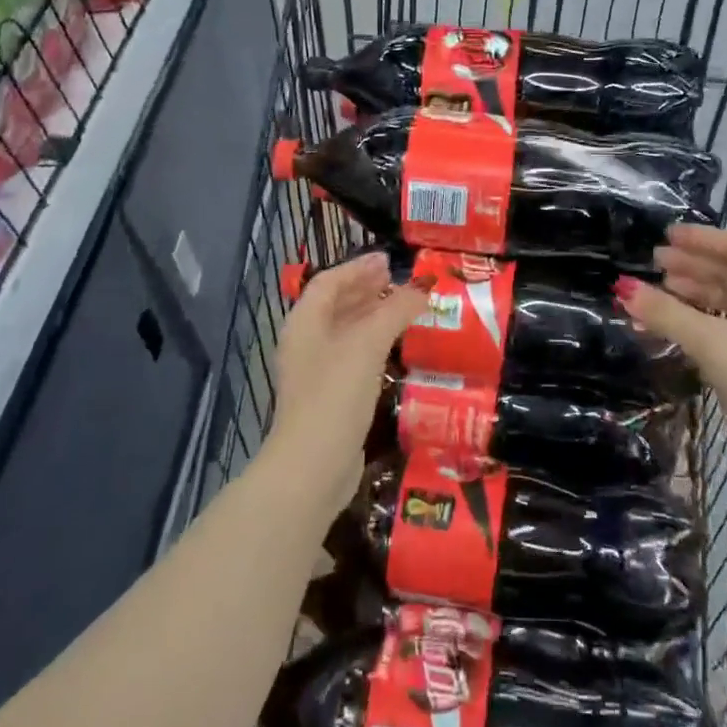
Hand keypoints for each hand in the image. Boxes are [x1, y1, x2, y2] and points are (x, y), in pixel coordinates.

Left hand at [268, 253, 428, 507]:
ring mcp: (317, 371)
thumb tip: (421, 289)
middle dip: (366, 288)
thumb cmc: (335, 394)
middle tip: (399, 280)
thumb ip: (394, 311)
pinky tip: (396, 346)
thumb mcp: (367, 344)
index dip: (358, 267)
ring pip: (346, 330)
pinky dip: (374, 343)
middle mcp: (306, 341)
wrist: (313, 466)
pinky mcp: (330, 396)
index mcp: (305, 322)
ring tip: (404, 306)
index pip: (329, 281)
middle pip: (336, 303)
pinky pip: (353, 356)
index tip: (389, 260)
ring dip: (372, 314)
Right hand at [614, 225, 726, 478]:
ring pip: (726, 301)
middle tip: (655, 263)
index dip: (702, 239)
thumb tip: (622, 287)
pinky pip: (723, 327)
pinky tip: (672, 325)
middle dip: (692, 265)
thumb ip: (666, 313)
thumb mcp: (710, 340)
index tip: (667, 237)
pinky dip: (697, 320)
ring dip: (692, 292)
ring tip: (658, 291)